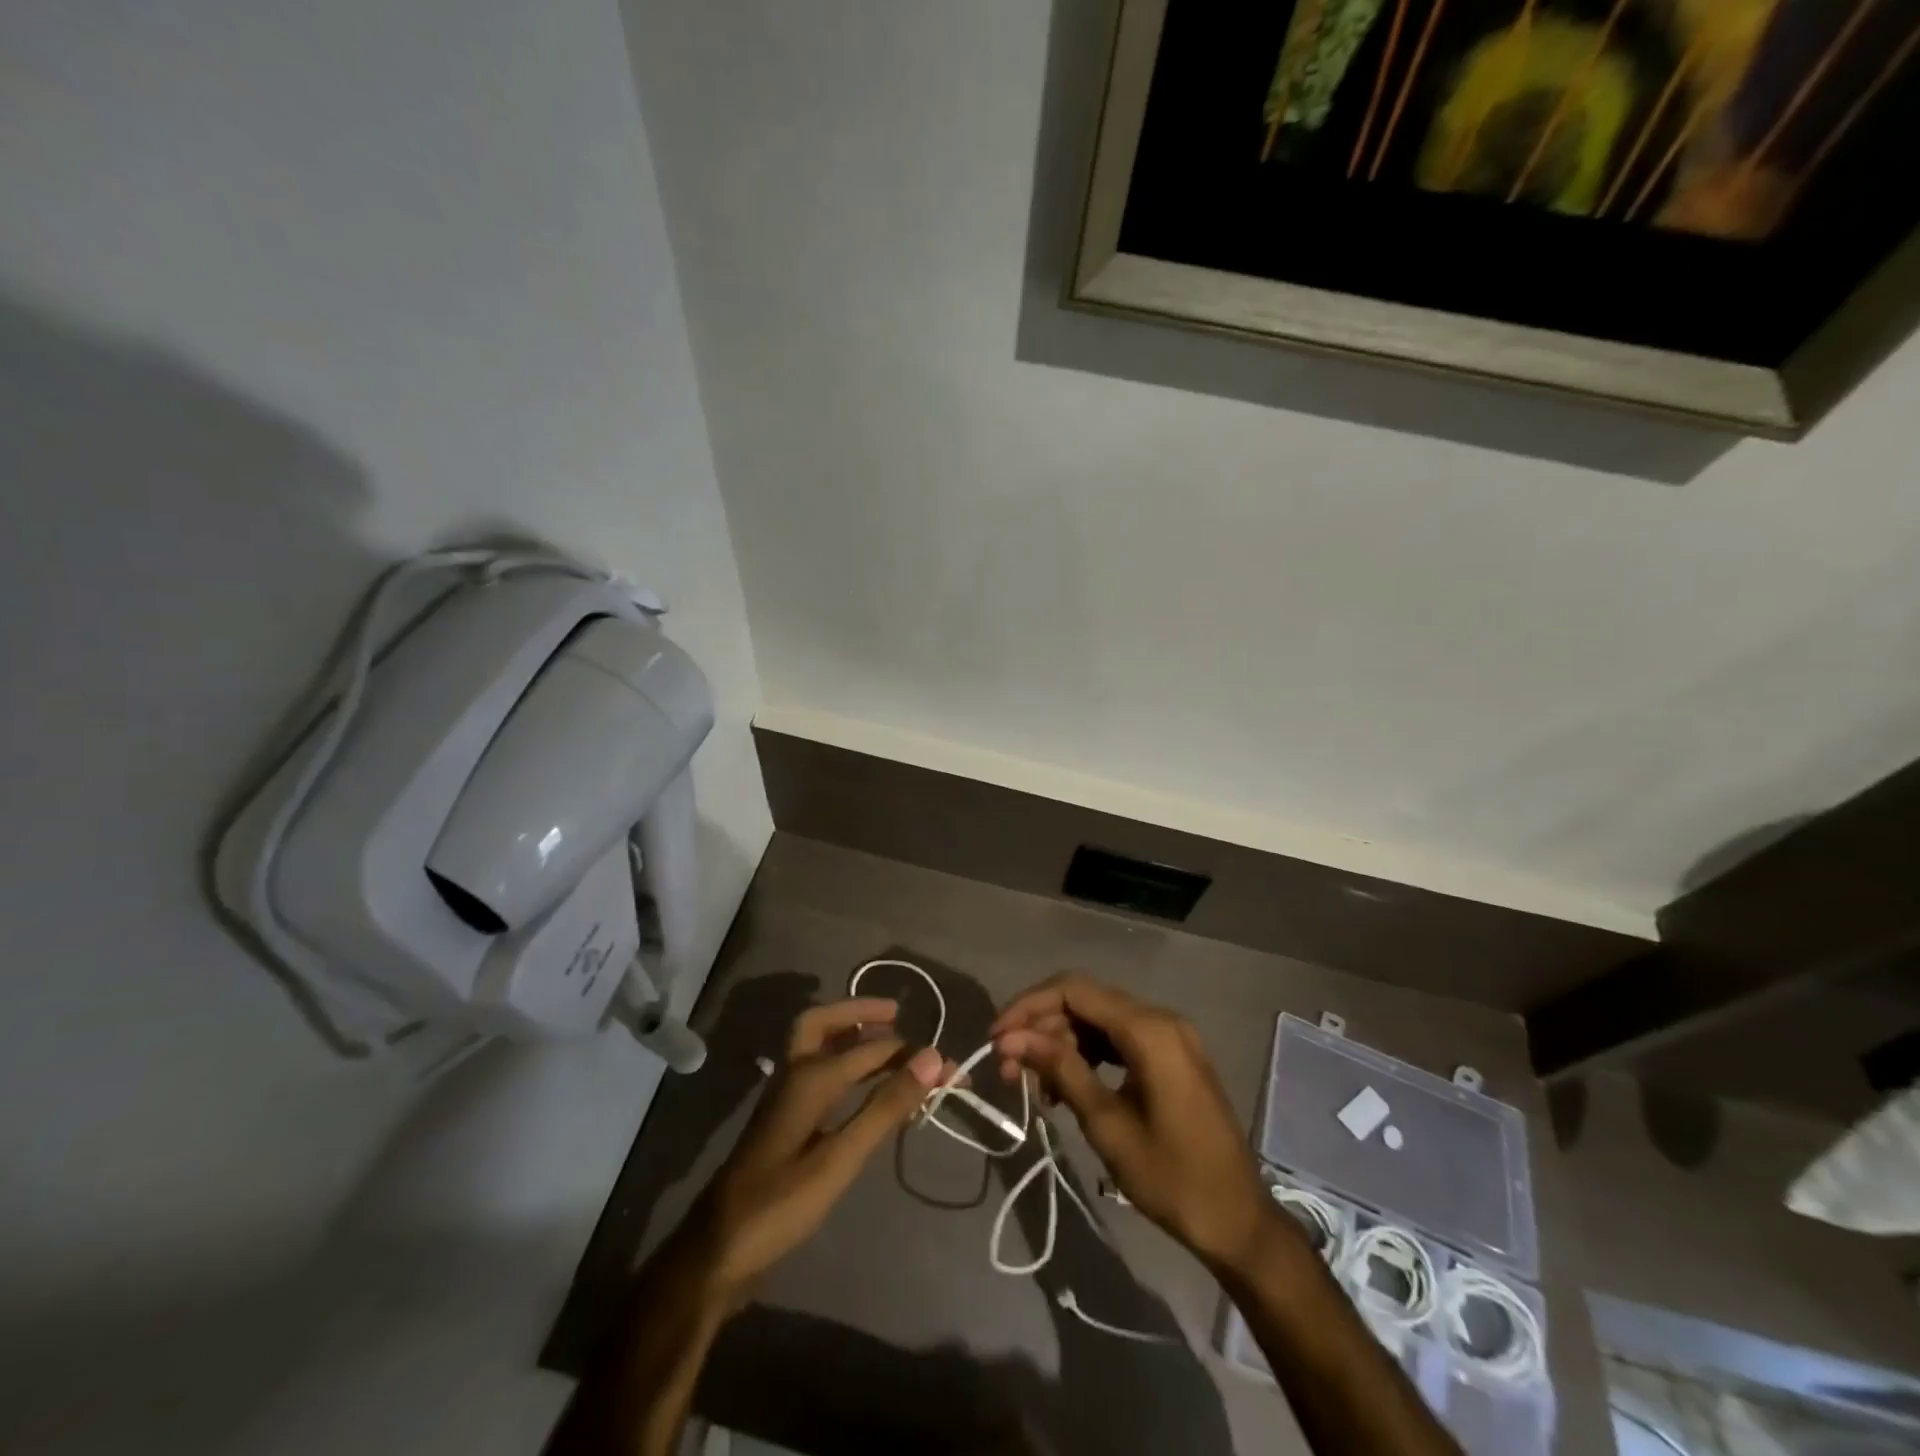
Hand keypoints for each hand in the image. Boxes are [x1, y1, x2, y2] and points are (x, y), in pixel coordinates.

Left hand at [693, 997, 948, 1297]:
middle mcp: (794, 1075)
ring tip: (887, 1040)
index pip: (871, 1049)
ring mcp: (785, 1098)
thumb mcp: (840, 1158)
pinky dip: (841, 1061)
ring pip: (817, 1046)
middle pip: (824, 1024)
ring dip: (850, 1034)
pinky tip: (860, 1084)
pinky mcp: (783, 1121)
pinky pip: (816, 1071)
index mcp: (809, 1077)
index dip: (912, 1055)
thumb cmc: (780, 1204)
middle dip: (860, 1013)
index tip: (949, 1065)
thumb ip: (885, 1106)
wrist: (716, 1252)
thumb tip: (930, 1057)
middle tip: (897, 1014)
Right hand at [992, 975, 1274, 1272]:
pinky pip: (1118, 1039)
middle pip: (1085, 1002)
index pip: (1074, 991)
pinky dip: (1087, 1055)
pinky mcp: (1171, 1056)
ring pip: (1099, 1020)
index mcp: (1149, 1029)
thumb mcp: (1107, 1124)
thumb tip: (1012, 1039)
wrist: (1239, 1221)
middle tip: (1008, 1068)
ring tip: (1032, 1083)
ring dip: (1061, 1042)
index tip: (995, 1037)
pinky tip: (1065, 1086)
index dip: (1028, 1007)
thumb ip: (1061, 1070)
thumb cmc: (1173, 1178)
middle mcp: (1160, 1019)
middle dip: (1041, 1028)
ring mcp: (1169, 1036)